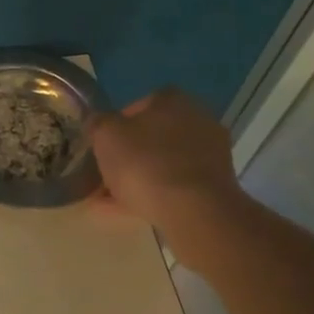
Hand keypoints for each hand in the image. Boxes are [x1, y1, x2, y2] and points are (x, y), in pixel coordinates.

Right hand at [89, 88, 241, 261]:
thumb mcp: (106, 136)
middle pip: (154, 136)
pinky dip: (154, 196)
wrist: (194, 210)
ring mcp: (211, 154)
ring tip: (111, 200)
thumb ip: (98, 124)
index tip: (103, 145)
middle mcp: (198, 119)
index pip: (139, 105)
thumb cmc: (146, 163)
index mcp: (172, 100)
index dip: (118, 125)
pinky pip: (175, 186)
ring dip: (140, 178)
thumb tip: (98, 122)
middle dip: (129, 154)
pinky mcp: (215, 185)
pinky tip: (130, 212)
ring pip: (164, 163)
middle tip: (106, 175)